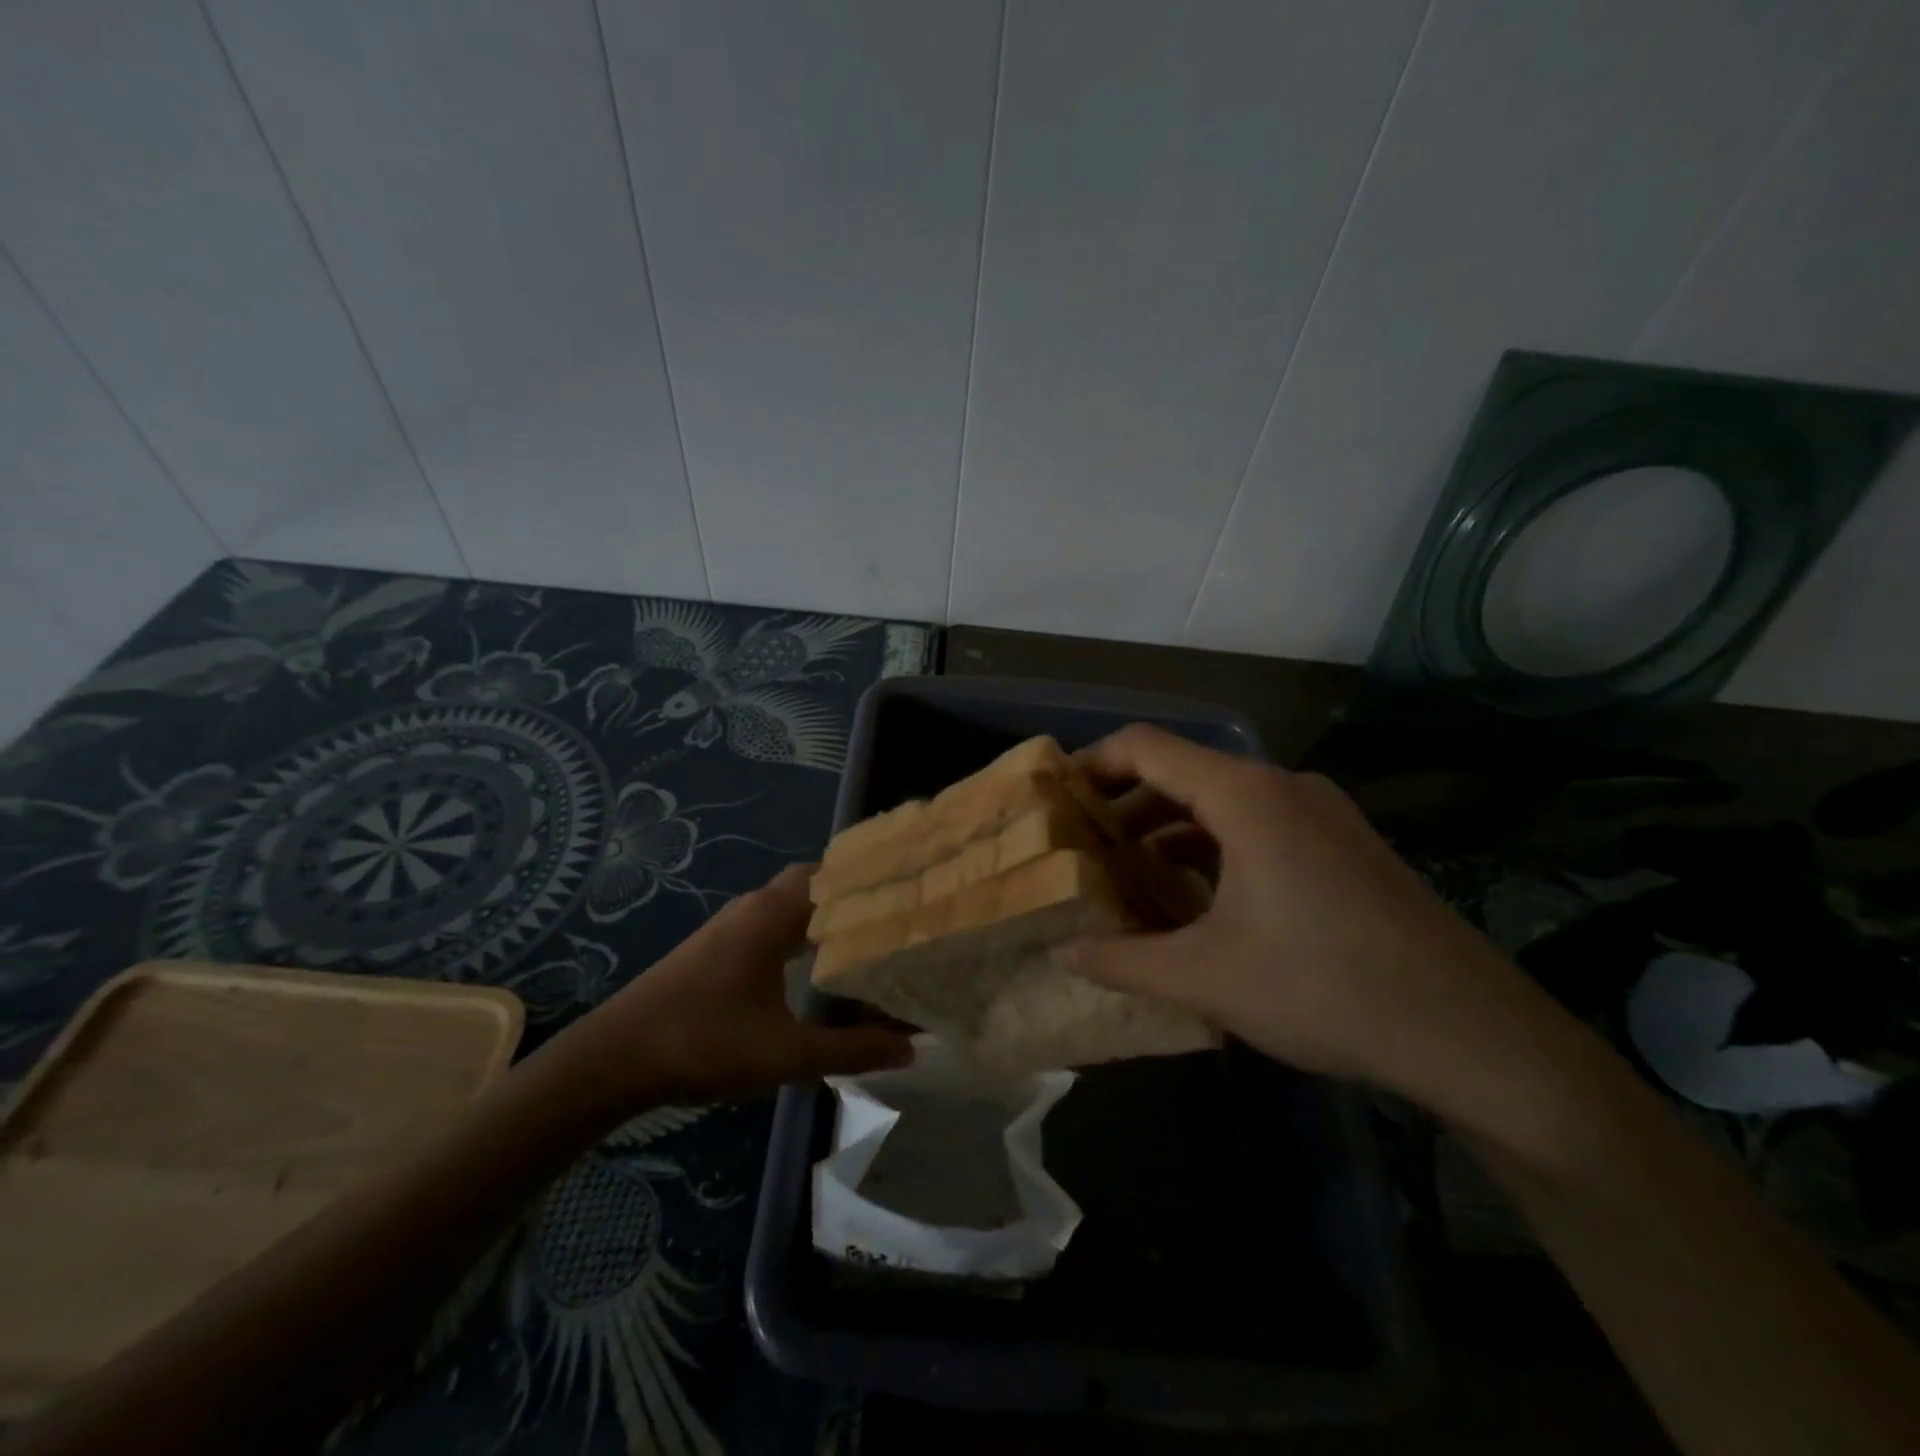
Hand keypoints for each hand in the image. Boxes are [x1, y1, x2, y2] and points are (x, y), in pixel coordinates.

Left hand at [552, 865, 912, 1113]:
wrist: (615, 1058)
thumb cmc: (704, 1042)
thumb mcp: (786, 1053)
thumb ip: (850, 1048)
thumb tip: (909, 1047)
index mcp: (773, 914)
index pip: (834, 877)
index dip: (873, 881)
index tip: (913, 891)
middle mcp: (755, 905)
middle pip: (814, 881)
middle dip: (852, 894)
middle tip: (896, 914)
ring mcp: (732, 923)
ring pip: (791, 900)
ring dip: (825, 911)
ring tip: (869, 934)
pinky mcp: (718, 944)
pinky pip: (773, 919)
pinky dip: (802, 927)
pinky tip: (816, 959)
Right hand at [1058, 725, 1554, 1104]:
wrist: (1473, 1034)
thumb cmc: (1324, 987)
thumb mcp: (1207, 977)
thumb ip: (1123, 960)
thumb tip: (1061, 953)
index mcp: (1245, 796)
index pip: (1146, 747)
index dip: (1092, 763)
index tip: (1056, 796)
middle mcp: (1284, 787)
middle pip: (1183, 773)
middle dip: (1126, 807)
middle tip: (1083, 847)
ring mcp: (1323, 814)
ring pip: (1223, 803)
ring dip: (1171, 831)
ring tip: (1131, 876)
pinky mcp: (1346, 846)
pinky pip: (1261, 827)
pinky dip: (1215, 848)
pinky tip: (1198, 899)